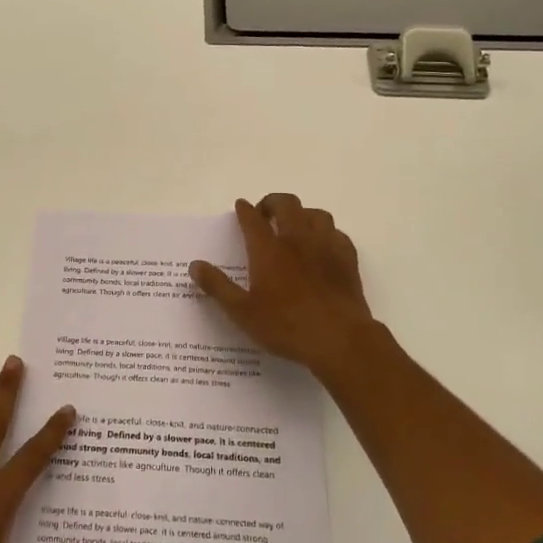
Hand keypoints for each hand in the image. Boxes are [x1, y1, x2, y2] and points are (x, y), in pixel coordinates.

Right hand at [189, 195, 378, 378]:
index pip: (252, 219)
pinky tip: (322, 246)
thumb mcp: (242, 312)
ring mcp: (326, 246)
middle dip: (272, 202)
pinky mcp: (347, 259)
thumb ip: (217, 286)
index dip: (244, 210)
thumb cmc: (286, 326)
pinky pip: (337, 233)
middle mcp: (297, 239)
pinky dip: (326, 233)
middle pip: (286, 204)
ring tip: (294, 226)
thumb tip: (195, 265)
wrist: (339, 339)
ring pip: (316, 214)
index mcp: (268, 250)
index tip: (240, 206)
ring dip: (302, 214)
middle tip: (264, 213)